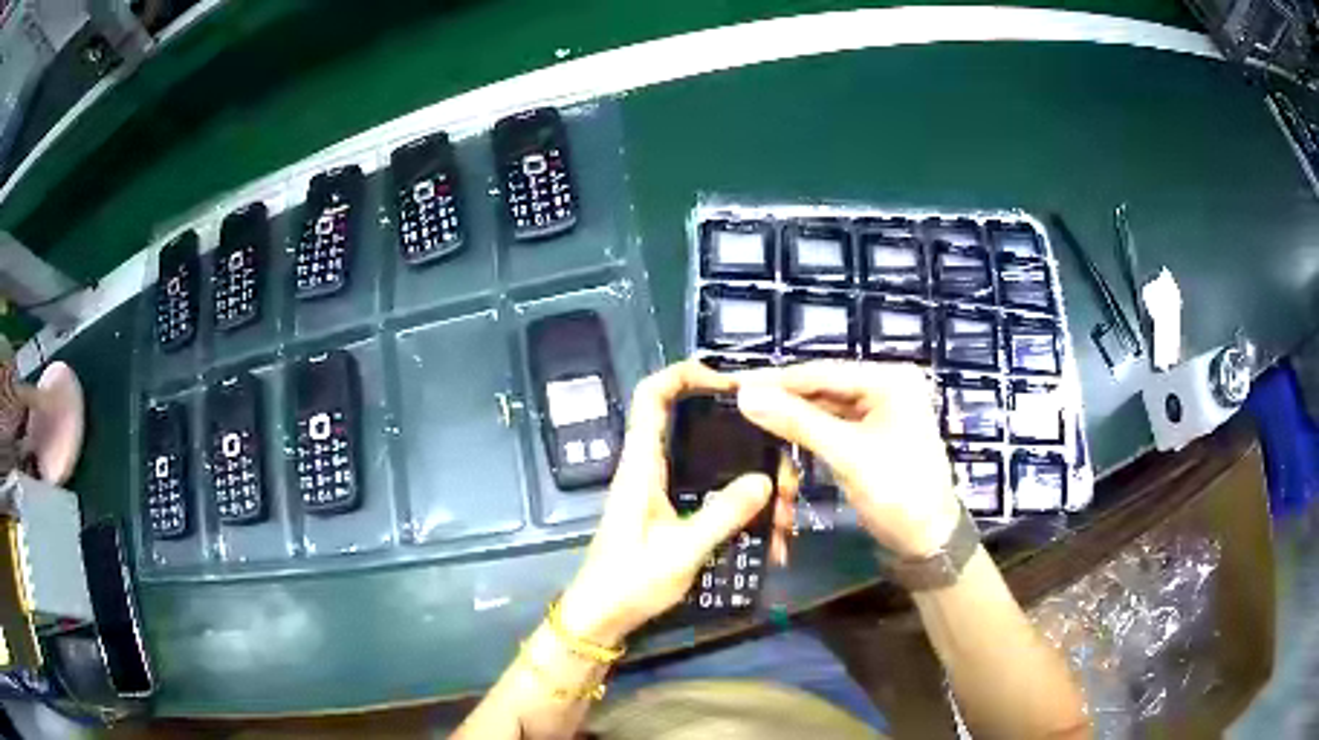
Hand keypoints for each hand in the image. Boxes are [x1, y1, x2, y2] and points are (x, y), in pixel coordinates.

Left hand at [558, 361, 795, 645]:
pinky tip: (769, 533)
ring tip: (785, 511)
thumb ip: (721, 516)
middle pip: (696, 428)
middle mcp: (650, 469)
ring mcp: (663, 491)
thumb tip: (764, 479)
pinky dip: (741, 504)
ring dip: (750, 479)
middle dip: (744, 439)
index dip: (683, 374)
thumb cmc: (630, 582)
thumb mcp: (681, 552)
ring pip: (712, 463)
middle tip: (782, 465)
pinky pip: (712, 492)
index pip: (651, 396)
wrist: (601, 618)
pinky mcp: (672, 512)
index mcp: (641, 466)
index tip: (730, 383)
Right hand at [736, 361, 960, 558]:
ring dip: (792, 418)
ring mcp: (880, 413)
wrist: (928, 542)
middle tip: (735, 401)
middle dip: (782, 398)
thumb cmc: (898, 493)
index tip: (733, 384)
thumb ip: (797, 422)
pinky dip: (807, 434)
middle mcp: (886, 387)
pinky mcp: (871, 436)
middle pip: (823, 388)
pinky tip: (777, 434)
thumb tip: (746, 395)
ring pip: (824, 408)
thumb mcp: (847, 455)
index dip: (776, 379)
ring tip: (748, 417)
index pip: (823, 372)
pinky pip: (832, 427)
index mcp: (890, 380)